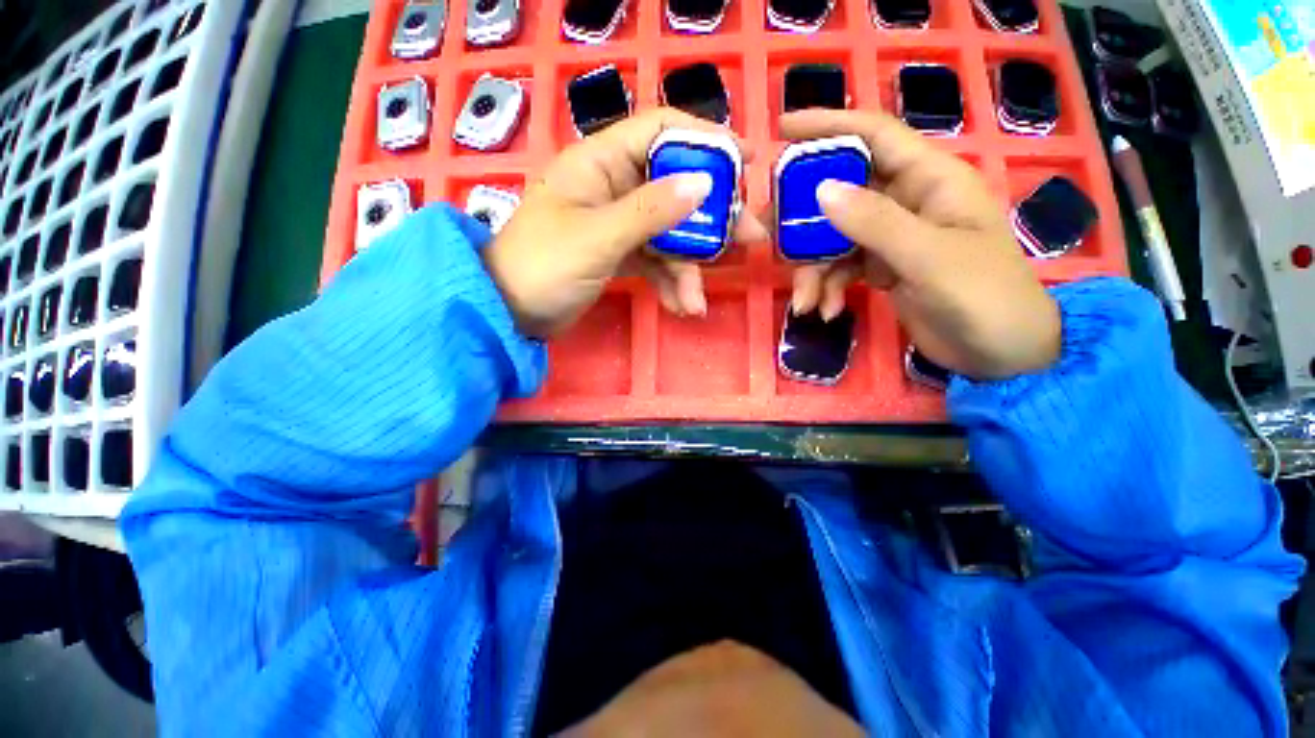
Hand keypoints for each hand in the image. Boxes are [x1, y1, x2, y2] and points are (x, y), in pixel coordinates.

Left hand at [484, 108, 766, 337]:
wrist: (509, 314)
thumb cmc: (544, 267)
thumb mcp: (598, 237)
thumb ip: (651, 210)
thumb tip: (704, 183)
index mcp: (600, 162)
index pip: (660, 131)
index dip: (705, 140)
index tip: (746, 161)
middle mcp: (612, 186)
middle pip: (675, 188)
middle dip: (711, 219)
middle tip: (750, 239)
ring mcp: (617, 223)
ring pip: (668, 233)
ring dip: (688, 267)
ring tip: (697, 301)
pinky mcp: (619, 254)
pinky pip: (655, 260)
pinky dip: (669, 282)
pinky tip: (680, 307)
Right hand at [782, 110, 1059, 378]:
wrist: (1000, 353)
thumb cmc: (984, 297)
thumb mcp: (930, 258)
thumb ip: (876, 223)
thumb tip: (821, 191)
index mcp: (931, 180)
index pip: (875, 136)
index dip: (829, 127)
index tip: (782, 129)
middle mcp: (907, 201)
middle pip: (841, 192)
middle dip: (802, 218)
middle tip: (766, 235)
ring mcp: (891, 236)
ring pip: (834, 237)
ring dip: (813, 270)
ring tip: (805, 301)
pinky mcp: (881, 267)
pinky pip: (840, 268)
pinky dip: (827, 288)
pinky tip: (827, 311)